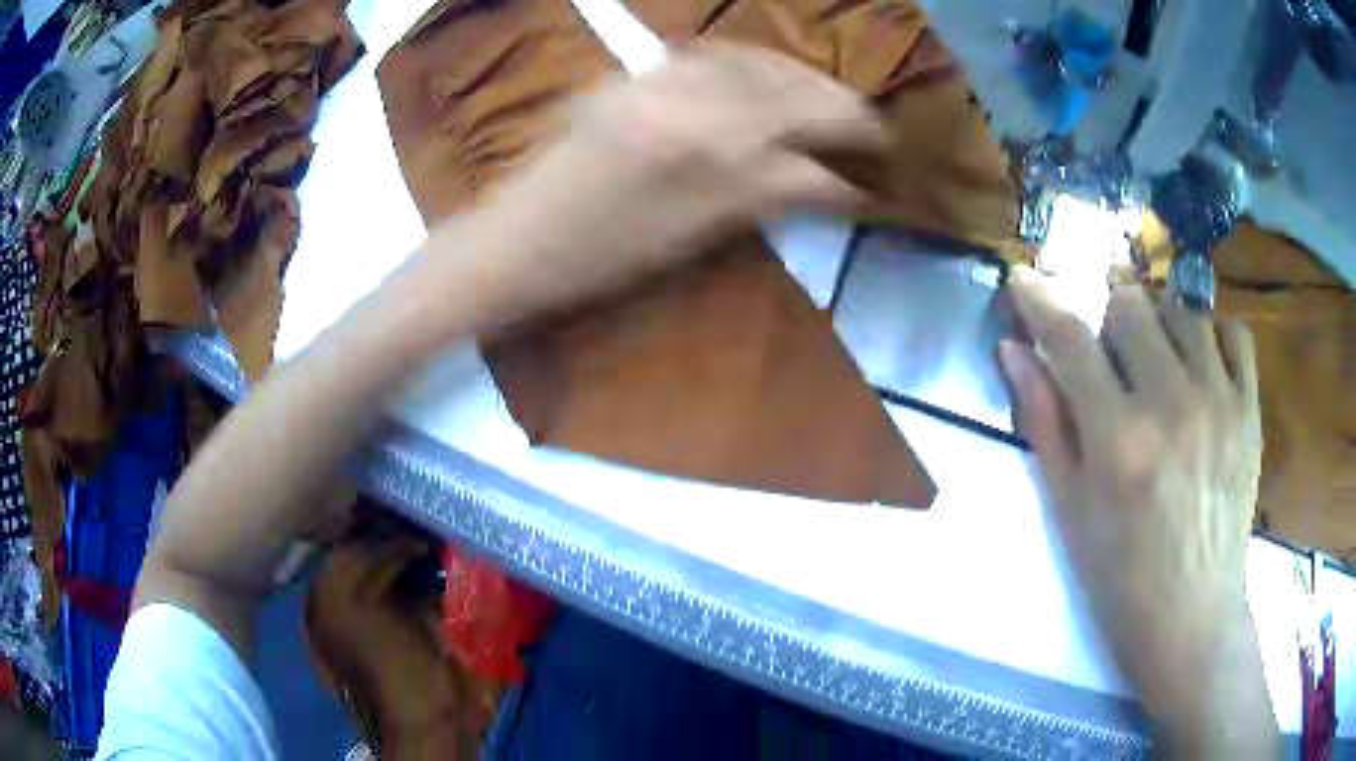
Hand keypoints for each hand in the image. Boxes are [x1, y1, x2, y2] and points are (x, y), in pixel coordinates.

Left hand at [468, 43, 884, 321]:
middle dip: (844, 111)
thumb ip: (766, 198)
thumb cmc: (600, 261)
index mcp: (710, 167)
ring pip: (757, 65)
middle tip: (874, 125)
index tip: (888, 169)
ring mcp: (658, 84)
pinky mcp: (633, 76)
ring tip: (831, 94)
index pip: (809, 157)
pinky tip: (770, 71)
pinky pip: (710, 53)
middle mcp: (692, 109)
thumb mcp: (695, 239)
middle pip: (793, 98)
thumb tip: (829, 183)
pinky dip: (754, 60)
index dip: (856, 166)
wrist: (516, 240)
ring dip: (805, 77)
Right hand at [999, 267, 1276, 755]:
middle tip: (1110, 355)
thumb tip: (1014, 350)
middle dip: (1108, 319)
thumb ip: (1045, 422)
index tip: (1024, 278)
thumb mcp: (1069, 508)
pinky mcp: (1250, 408)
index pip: (1070, 338)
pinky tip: (1201, 364)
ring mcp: (1219, 400)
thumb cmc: (1120, 574)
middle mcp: (1170, 404)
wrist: (1192, 613)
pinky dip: (1211, 334)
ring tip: (1157, 361)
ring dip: (1159, 324)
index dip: (1040, 299)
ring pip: (1181, 309)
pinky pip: (1233, 332)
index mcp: (1117, 438)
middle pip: (1130, 305)